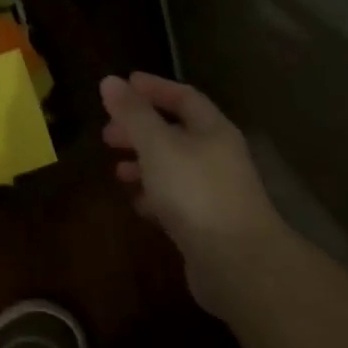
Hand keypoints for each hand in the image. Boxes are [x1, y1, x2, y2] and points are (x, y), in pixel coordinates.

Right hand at [101, 72, 285, 316]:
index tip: (122, 85)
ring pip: (173, 167)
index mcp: (212, 130)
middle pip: (175, 132)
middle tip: (107, 134)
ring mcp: (215, 192)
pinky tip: (136, 202)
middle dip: (140, 129)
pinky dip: (154, 195)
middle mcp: (217, 156)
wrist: (239, 267)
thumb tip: (110, 80)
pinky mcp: (208, 225)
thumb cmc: (196, 192)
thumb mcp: (157, 145)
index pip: (183, 96)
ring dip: (143, 164)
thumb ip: (133, 113)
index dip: (152, 88)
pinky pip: (176, 199)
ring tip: (116, 170)